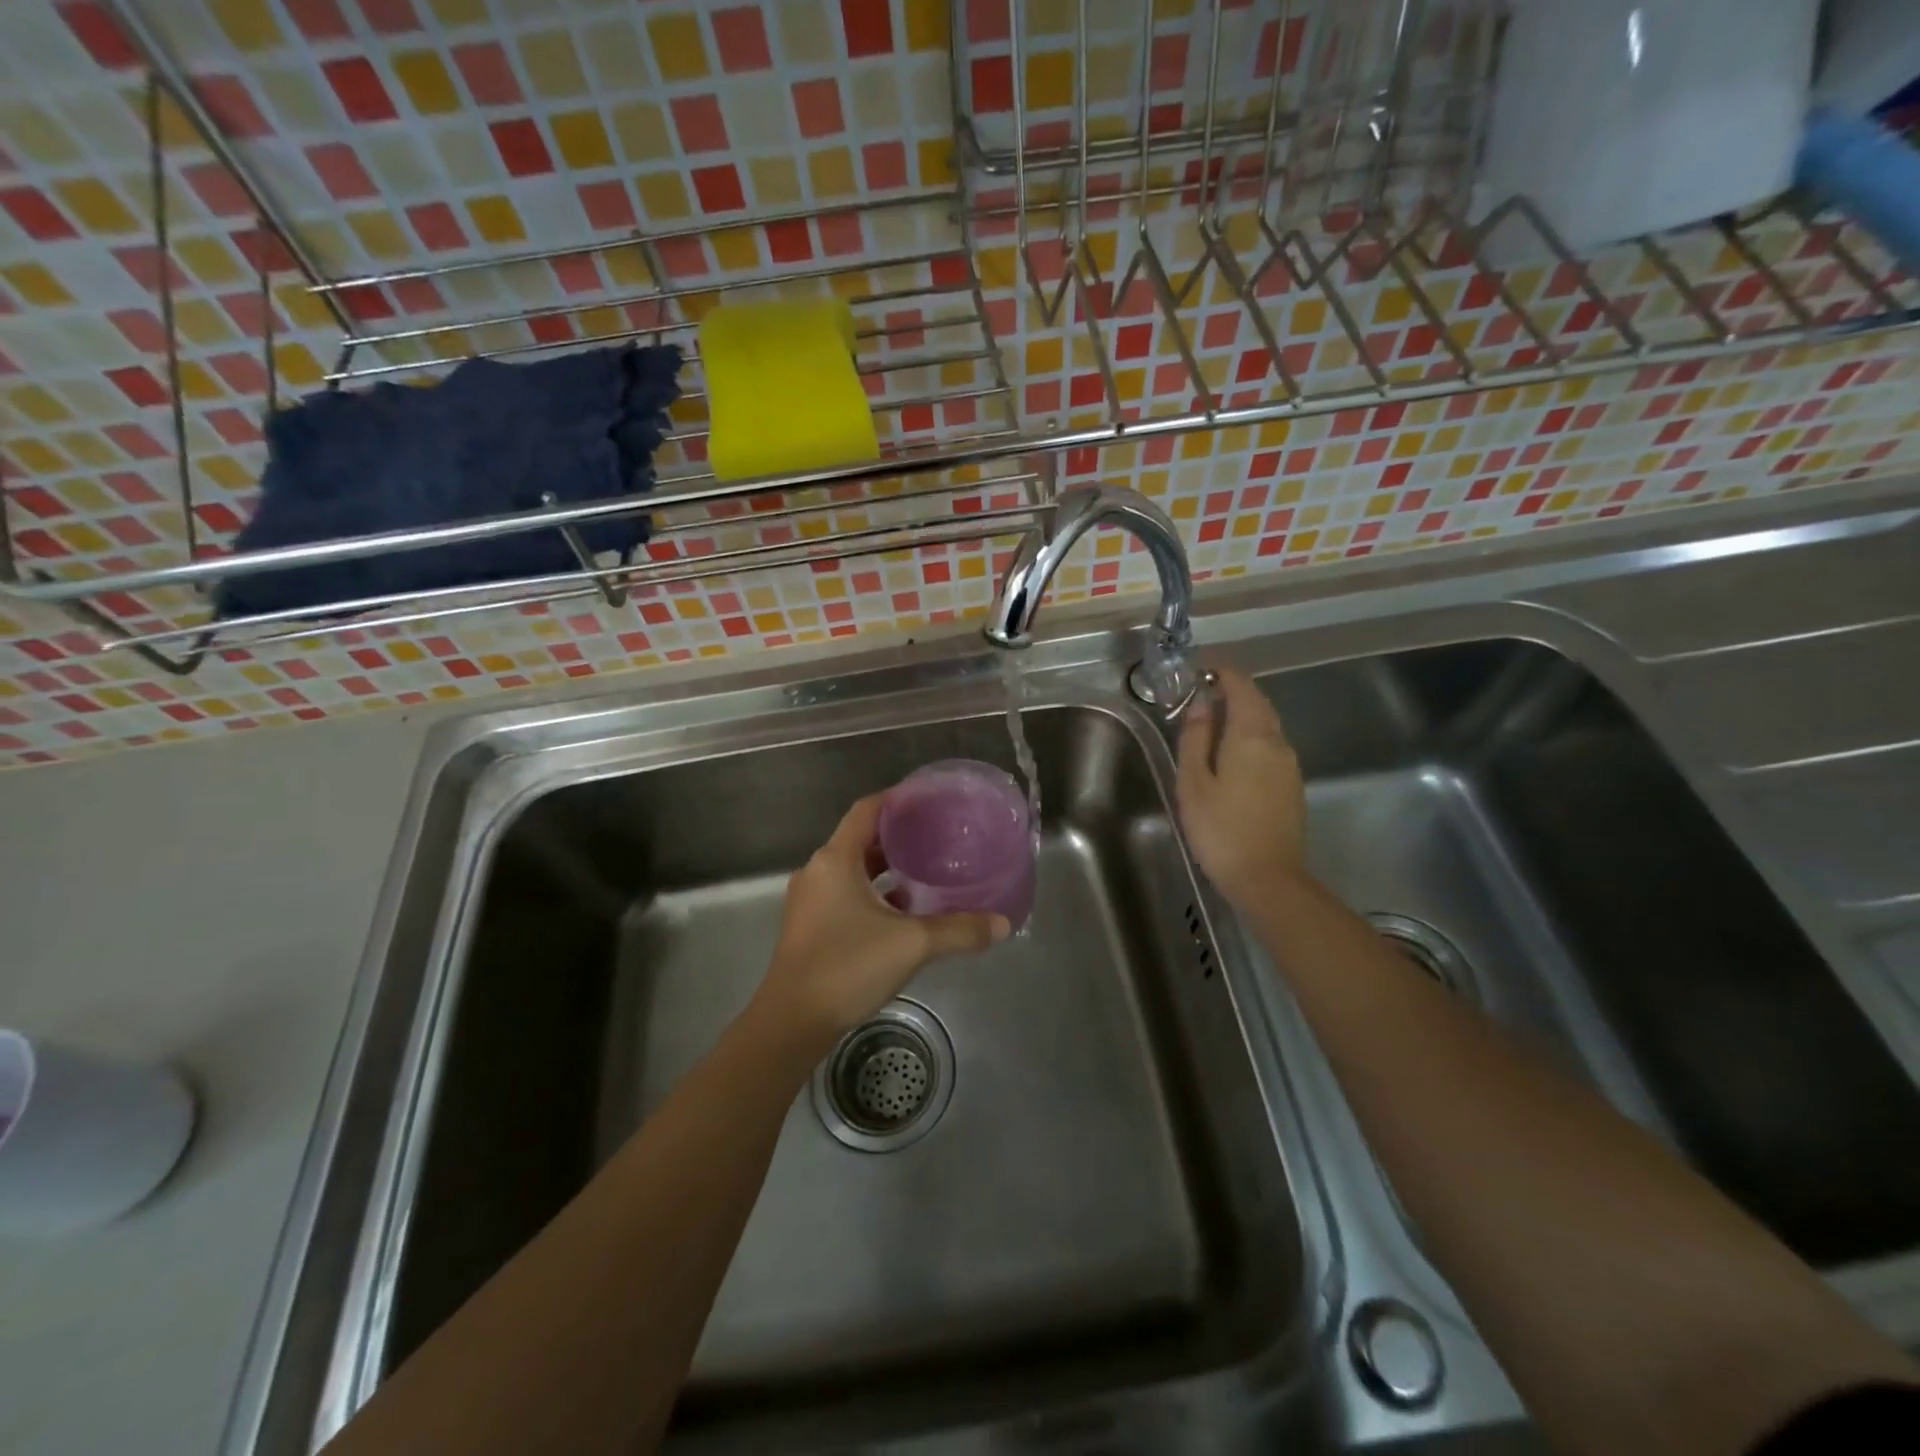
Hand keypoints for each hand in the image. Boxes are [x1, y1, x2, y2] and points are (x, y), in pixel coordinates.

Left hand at [755, 794, 1008, 1040]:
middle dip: (897, 836)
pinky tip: (902, 911)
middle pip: (860, 839)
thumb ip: (959, 930)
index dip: (897, 800)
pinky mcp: (810, 926)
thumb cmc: (848, 966)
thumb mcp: (912, 944)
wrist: (792, 1022)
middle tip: (937, 836)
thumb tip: (1003, 924)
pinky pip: (845, 894)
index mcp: (835, 860)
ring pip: (853, 870)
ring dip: (885, 868)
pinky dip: (873, 894)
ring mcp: (810, 900)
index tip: (929, 800)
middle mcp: (818, 871)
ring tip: (926, 870)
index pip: (867, 810)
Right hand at [1176, 666, 1309, 906]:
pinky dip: (1250, 736)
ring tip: (1210, 721)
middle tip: (1200, 692)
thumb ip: (1196, 738)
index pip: (1241, 686)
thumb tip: (1202, 704)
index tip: (1198, 668)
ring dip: (1241, 714)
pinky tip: (1230, 754)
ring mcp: (1290, 765)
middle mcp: (1278, 742)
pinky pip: (1270, 746)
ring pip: (1266, 725)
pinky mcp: (1292, 786)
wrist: (1268, 879)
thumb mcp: (1194, 782)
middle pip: (1258, 702)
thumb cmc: (1221, 829)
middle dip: (1231, 690)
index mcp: (1252, 735)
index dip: (1221, 671)